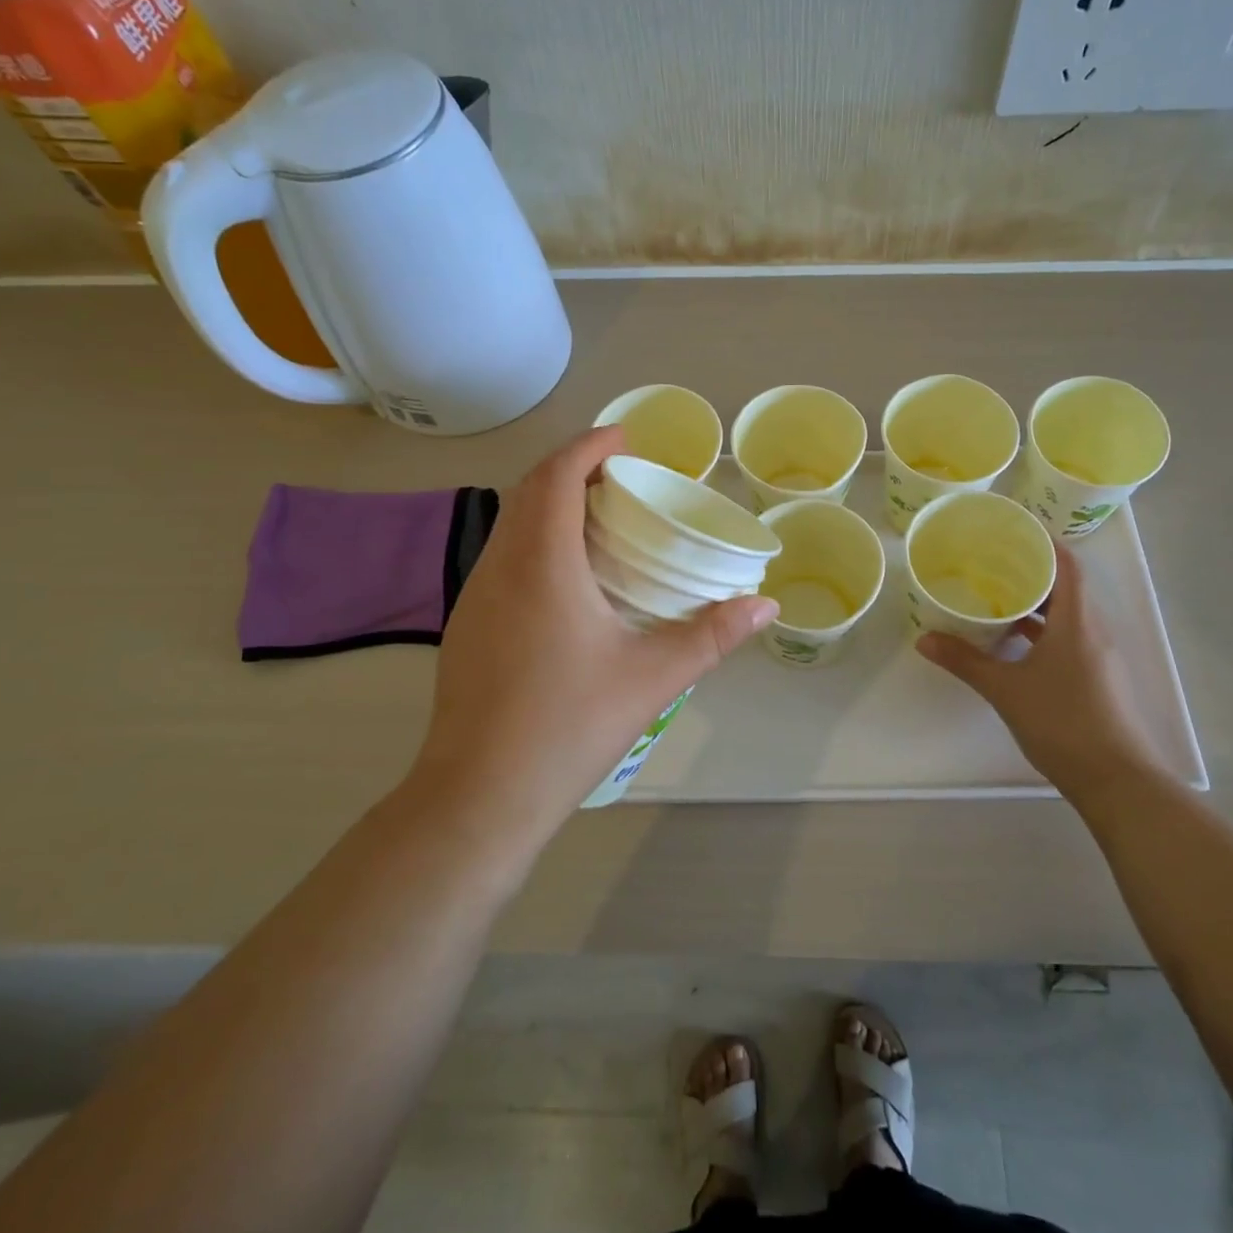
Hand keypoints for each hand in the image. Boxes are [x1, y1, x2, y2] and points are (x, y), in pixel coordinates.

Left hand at [412, 427, 778, 846]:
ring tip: (600, 518)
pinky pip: (503, 556)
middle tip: (622, 476)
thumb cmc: (569, 725)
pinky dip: (535, 538)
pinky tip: (566, 577)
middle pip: (531, 490)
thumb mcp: (652, 677)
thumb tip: (765, 605)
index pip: (558, 476)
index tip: (626, 437)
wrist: (480, 795)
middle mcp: (501, 566)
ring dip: (550, 502)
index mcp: (543, 563)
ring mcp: (475, 596)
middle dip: (572, 468)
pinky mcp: (467, 625)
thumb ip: (712, 635)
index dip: (590, 446)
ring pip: (511, 523)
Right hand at [917, 540, 1154, 799]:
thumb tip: (924, 640)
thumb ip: (965, 661)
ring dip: (1037, 602)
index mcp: (1077, 621)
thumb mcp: (1005, 689)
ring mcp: (1100, 655)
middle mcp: (1094, 629)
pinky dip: (1044, 629)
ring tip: (996, 595)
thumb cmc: (1062, 722)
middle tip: (991, 561)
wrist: (1117, 781)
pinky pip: (1070, 636)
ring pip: (1067, 613)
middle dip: (1032, 570)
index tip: (1011, 531)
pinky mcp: (1098, 677)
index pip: (1067, 564)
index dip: (1043, 542)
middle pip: (1067, 585)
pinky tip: (1014, 640)